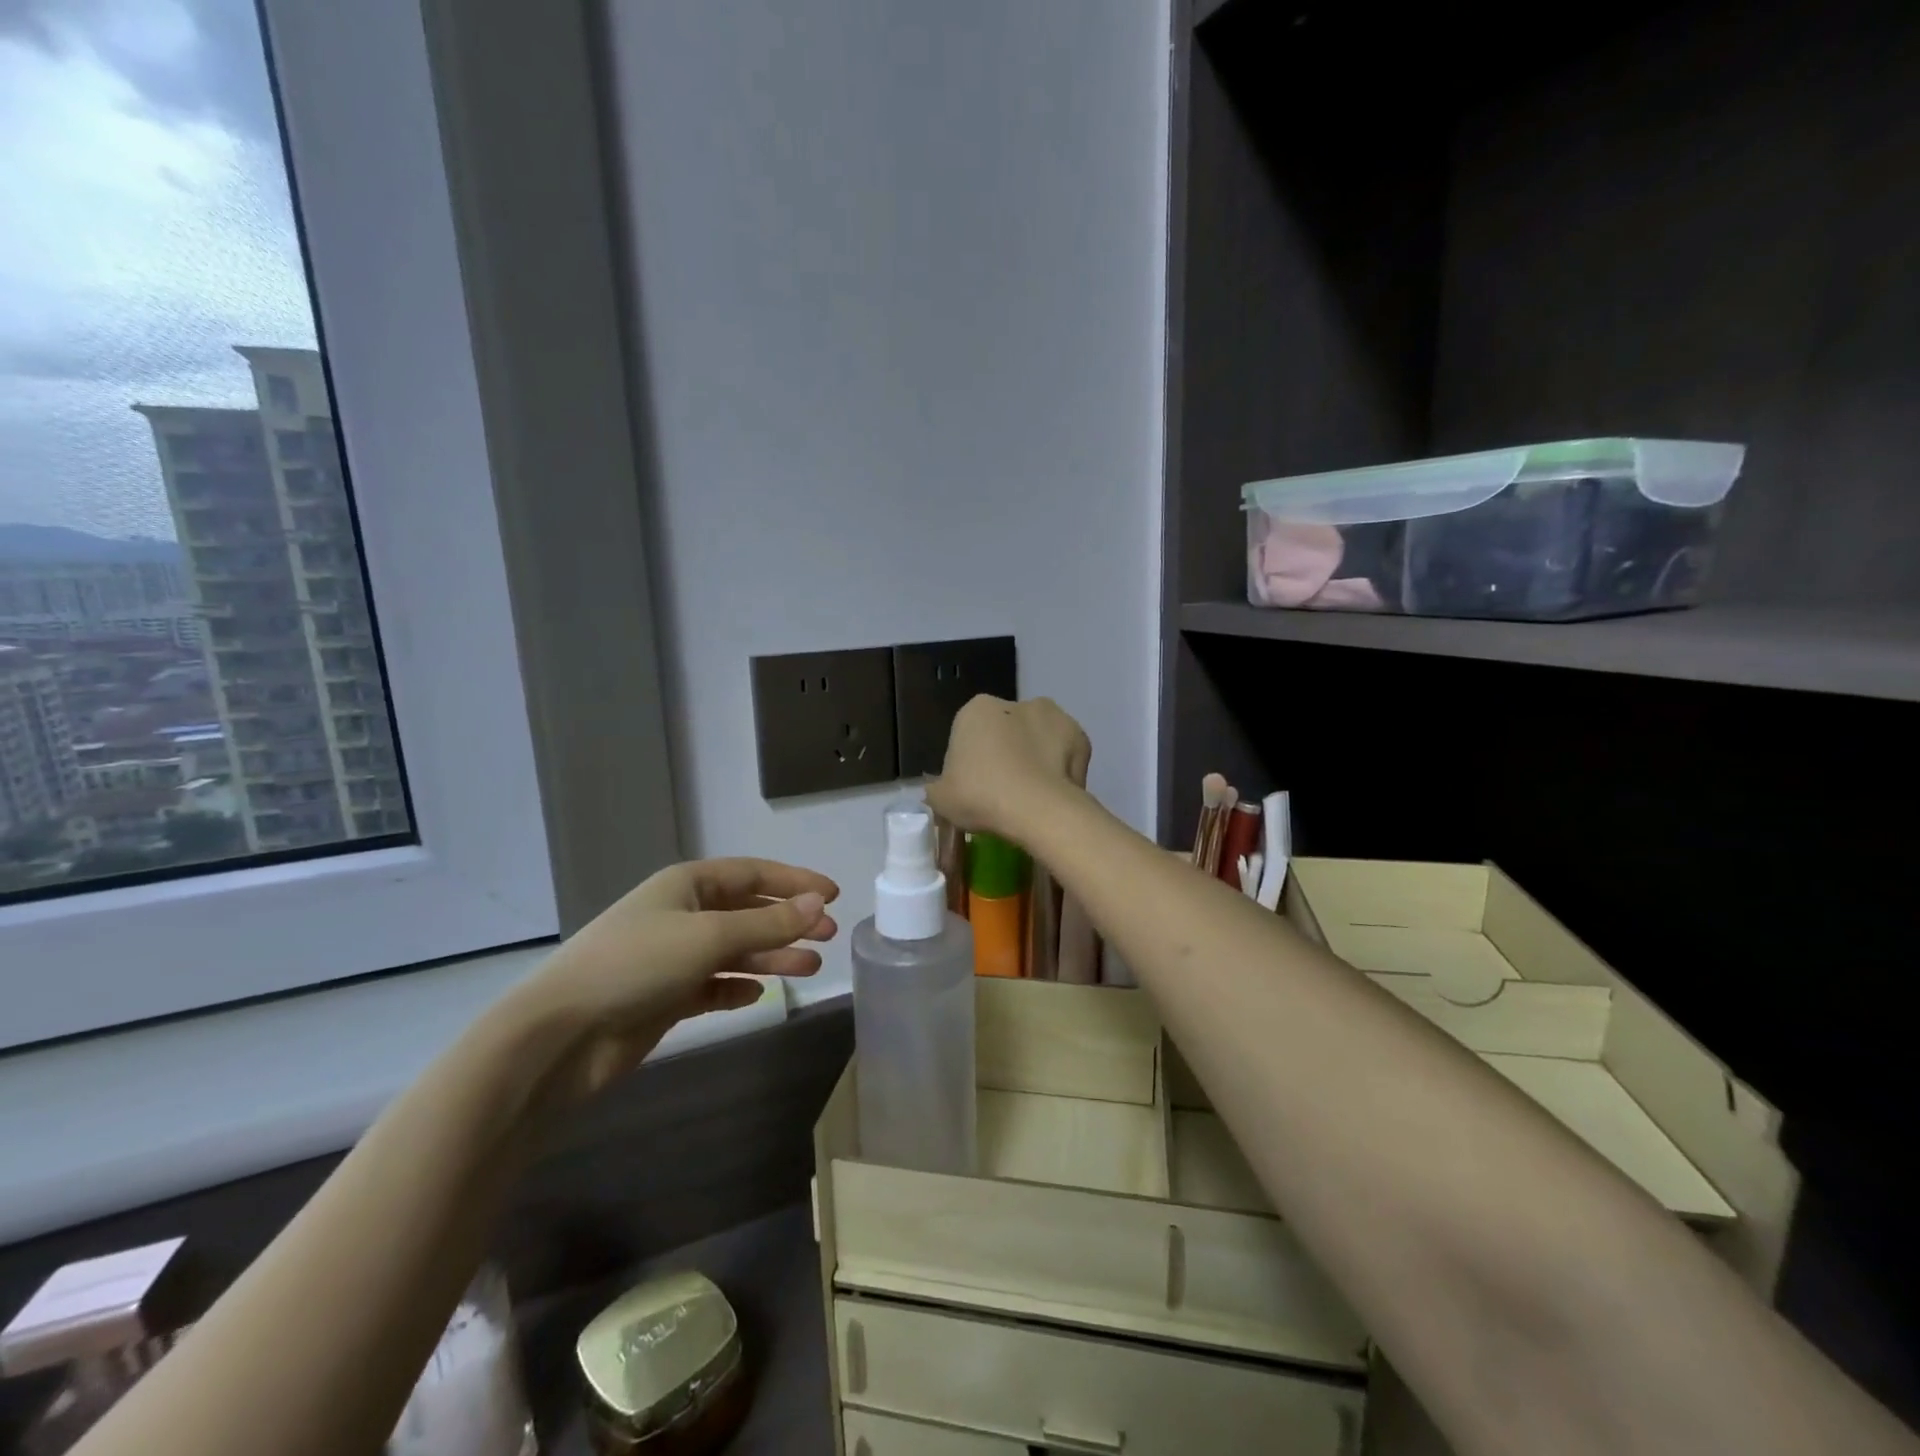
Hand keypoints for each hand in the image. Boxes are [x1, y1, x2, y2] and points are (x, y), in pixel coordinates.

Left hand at [499, 857, 838, 1110]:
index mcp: (688, 885)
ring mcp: (672, 956)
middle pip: (748, 912)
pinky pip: (713, 985)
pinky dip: (737, 987)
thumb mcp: (710, 936)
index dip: (795, 882)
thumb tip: (818, 905)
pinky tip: (757, 994)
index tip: (834, 895)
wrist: (561, 1035)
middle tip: (829, 937)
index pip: (753, 874)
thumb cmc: (637, 965)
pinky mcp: (665, 996)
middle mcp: (682, 914)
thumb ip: (768, 923)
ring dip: (772, 956)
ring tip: (809, 968)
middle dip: (789, 922)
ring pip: (735, 950)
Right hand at [926, 695, 1091, 840]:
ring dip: (1035, 758)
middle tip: (1003, 793)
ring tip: (1031, 797)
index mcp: (976, 710)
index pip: (968, 734)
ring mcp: (1054, 716)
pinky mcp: (1081, 737)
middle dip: (1006, 754)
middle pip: (1006, 731)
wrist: (1038, 809)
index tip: (975, 789)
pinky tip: (1053, 795)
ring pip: (1038, 739)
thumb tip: (941, 789)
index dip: (970, 763)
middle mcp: (1016, 702)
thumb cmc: (981, 796)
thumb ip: (938, 788)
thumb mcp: (941, 799)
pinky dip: (1061, 770)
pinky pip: (1065, 755)